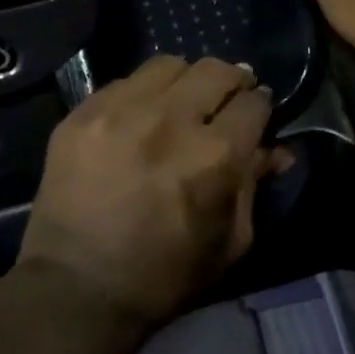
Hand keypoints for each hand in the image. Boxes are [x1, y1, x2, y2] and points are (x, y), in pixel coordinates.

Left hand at [21, 56, 282, 327]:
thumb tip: (277, 149)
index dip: (261, 106)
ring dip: (185, 81)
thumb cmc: (165, 275)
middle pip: (216, 70)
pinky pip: (125, 81)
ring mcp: (121, 110)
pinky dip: (142, 94)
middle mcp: (171, 119)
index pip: (254, 102)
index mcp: (215, 155)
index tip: (256, 113)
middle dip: (232, 81)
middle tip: (226, 99)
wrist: (77, 288)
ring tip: (181, 102)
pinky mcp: (83, 112)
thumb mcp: (230, 241)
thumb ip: (255, 185)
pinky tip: (139, 118)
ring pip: (169, 65)